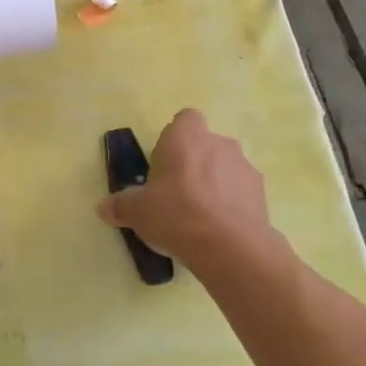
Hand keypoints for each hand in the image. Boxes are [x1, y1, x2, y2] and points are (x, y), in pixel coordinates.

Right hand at [96, 110, 292, 279]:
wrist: (229, 246)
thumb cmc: (176, 213)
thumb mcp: (137, 211)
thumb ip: (121, 205)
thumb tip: (104, 208)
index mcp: (186, 136)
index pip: (185, 119)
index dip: (175, 139)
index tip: (165, 164)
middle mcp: (219, 142)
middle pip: (205, 145)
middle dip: (194, 164)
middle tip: (177, 194)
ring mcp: (244, 167)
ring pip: (226, 169)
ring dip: (215, 185)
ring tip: (200, 218)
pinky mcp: (262, 194)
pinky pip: (241, 193)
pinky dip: (232, 206)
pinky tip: (220, 231)